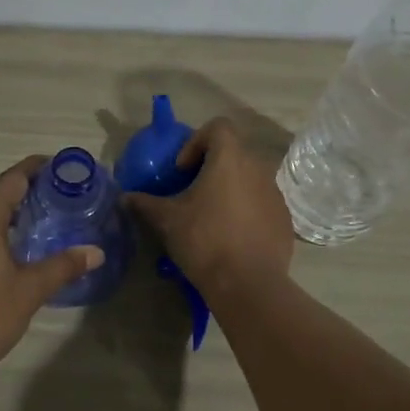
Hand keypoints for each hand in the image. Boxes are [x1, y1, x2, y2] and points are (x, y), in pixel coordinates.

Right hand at [124, 119, 294, 297]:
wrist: (248, 284)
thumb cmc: (204, 240)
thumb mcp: (167, 220)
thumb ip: (145, 203)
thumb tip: (125, 197)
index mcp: (230, 158)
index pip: (218, 126)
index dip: (196, 141)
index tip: (183, 170)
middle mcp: (258, 168)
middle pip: (234, 152)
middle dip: (212, 166)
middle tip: (193, 192)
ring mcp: (275, 193)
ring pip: (250, 178)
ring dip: (230, 188)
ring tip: (212, 216)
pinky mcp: (284, 219)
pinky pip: (262, 203)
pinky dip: (247, 210)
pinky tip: (232, 236)